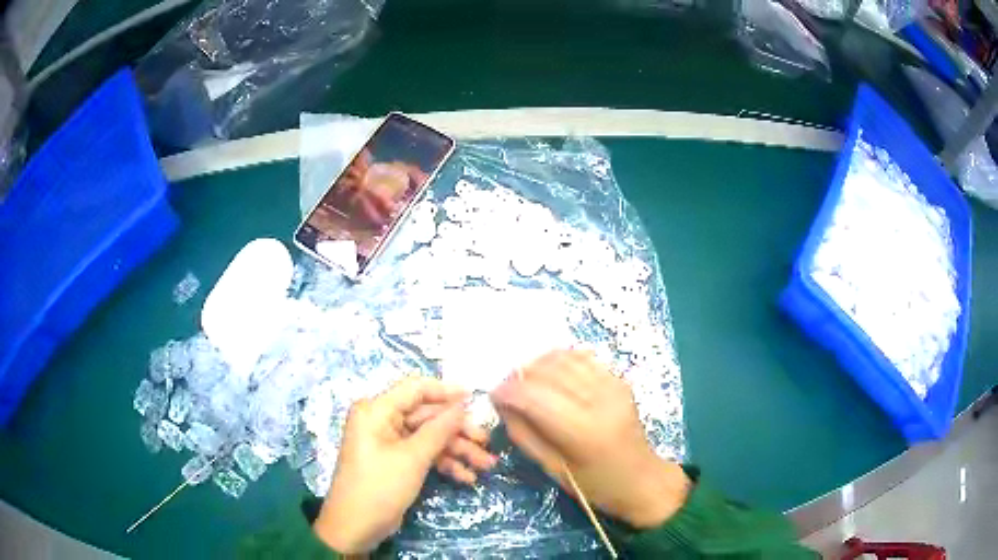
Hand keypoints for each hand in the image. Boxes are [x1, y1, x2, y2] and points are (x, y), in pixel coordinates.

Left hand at [313, 378, 470, 553]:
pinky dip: (444, 464)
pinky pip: (423, 454)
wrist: (355, 527)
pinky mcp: (396, 462)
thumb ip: (439, 429)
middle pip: (427, 416)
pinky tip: (466, 477)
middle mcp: (382, 421)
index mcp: (376, 410)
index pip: (415, 389)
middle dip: (458, 431)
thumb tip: (462, 404)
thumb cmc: (379, 487)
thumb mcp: (412, 458)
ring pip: (429, 437)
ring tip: (486, 465)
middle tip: (486, 442)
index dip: (446, 391)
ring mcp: (389, 442)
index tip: (476, 399)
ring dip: (457, 450)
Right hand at [491, 350, 690, 528]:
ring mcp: (613, 386)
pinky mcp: (619, 380)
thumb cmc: (595, 484)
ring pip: (564, 358)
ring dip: (538, 364)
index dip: (507, 391)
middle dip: (519, 375)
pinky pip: (583, 358)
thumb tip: (502, 403)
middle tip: (507, 389)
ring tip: (525, 380)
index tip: (493, 395)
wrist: (641, 479)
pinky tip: (550, 374)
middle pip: (548, 372)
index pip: (534, 397)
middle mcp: (600, 400)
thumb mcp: (552, 468)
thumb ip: (523, 433)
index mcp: (582, 431)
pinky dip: (560, 360)